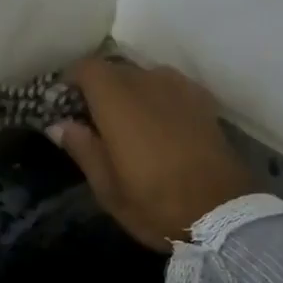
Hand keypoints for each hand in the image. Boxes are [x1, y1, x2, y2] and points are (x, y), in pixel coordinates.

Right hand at [48, 58, 256, 252]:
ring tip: (125, 122)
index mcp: (119, 103)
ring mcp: (180, 89)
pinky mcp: (202, 101)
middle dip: (98, 88)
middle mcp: (149, 84)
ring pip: (144, 75)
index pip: (87, 68)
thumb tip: (59, 124)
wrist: (223, 214)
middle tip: (90, 119)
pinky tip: (156, 123)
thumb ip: (83, 149)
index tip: (62, 103)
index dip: (70, 80)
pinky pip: (169, 85)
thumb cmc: (155, 205)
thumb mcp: (107, 188)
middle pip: (115, 69)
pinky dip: (154, 96)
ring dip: (128, 91)